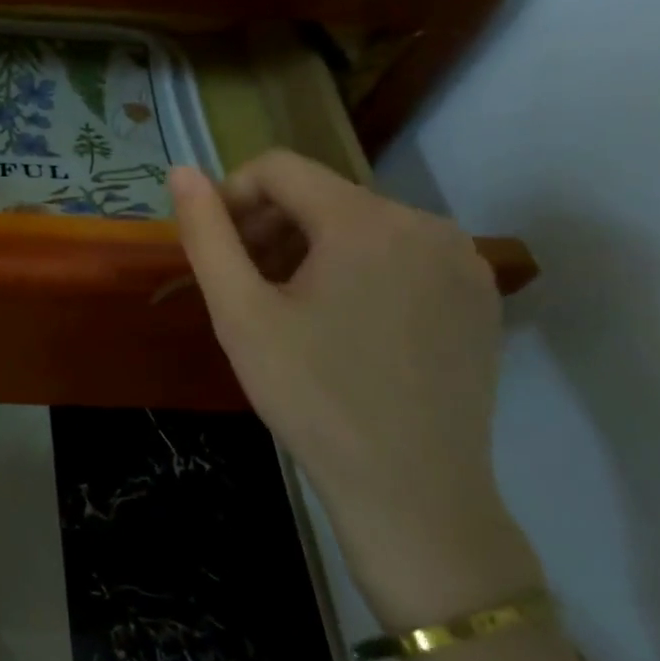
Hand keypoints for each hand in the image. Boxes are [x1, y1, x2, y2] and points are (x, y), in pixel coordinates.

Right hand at [169, 152, 535, 622]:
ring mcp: (462, 260)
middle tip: (246, 285)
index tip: (217, 250)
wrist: (413, 491)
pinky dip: (359, 269)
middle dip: (271, 227)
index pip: (279, 169)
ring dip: (311, 249)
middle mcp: (425, 223)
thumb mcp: (240, 313)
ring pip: (361, 223)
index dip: (232, 198)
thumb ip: (206, 233)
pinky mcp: (480, 295)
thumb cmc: (312, 397)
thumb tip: (179, 170)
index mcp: (365, 220)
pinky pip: (401, 254)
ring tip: (289, 308)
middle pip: (322, 195)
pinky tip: (344, 324)